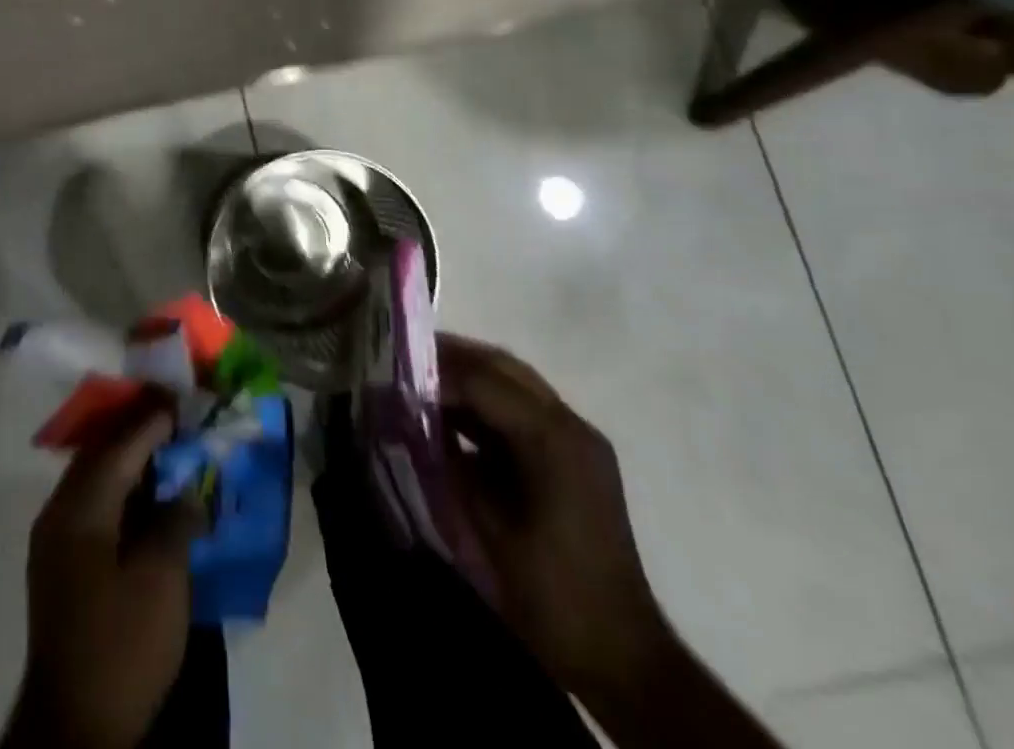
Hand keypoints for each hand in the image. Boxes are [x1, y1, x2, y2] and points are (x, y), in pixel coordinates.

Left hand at [3, 406, 197, 748]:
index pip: (119, 447)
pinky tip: (146, 498)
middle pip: (101, 457)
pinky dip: (120, 493)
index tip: (177, 398)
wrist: (74, 727)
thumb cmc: (122, 644)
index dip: (150, 421)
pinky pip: (92, 507)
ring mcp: (54, 540)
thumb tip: (187, 489)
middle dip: (137, 434)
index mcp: (80, 508)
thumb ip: (176, 521)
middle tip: (172, 417)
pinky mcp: (60, 566)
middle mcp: (59, 512)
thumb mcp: (161, 580)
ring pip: (95, 481)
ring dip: (128, 463)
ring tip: (165, 450)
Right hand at [438, 335, 672, 695]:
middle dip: (452, 359)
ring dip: (469, 377)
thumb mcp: (486, 525)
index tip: (394, 376)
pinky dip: (486, 404)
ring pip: (514, 383)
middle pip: (503, 367)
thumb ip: (448, 460)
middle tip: (406, 362)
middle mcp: (571, 426)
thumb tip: (409, 418)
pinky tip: (454, 418)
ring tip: (422, 384)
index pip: (484, 379)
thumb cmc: (549, 592)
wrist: (619, 655)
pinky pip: (523, 410)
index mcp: (554, 439)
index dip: (435, 373)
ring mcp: (577, 441)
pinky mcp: (574, 459)